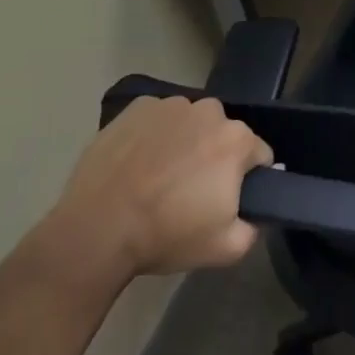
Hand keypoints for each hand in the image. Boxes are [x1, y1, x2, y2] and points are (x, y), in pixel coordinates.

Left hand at [35, 95, 272, 281]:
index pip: (259, 155)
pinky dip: (155, 134)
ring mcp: (170, 105)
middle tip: (191, 191)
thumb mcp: (226, 249)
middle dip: (215, 157)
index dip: (247, 179)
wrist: (96, 230)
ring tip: (159, 176)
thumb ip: (253, 228)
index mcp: (237, 140)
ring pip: (191, 123)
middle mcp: (210, 111)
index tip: (226, 200)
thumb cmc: (166, 236)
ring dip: (186, 142)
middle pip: (224, 134)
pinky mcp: (136, 107)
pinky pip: (158, 119)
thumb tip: (254, 214)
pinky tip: (138, 162)